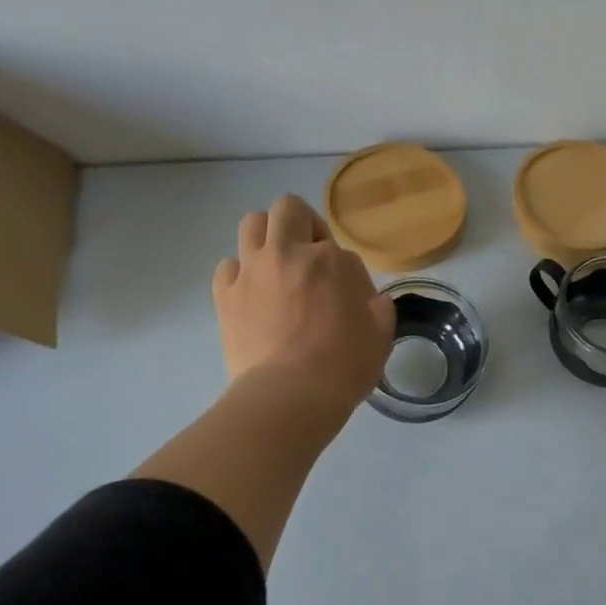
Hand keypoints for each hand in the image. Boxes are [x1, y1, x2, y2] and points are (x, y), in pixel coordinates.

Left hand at [213, 194, 394, 417]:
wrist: (289, 396)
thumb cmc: (344, 366)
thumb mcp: (380, 336)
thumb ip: (379, 308)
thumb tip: (370, 300)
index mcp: (331, 261)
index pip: (340, 250)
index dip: (346, 273)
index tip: (347, 299)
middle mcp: (288, 253)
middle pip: (290, 209)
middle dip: (303, 225)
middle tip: (310, 257)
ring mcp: (252, 271)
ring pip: (252, 223)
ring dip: (267, 237)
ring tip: (277, 267)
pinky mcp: (225, 294)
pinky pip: (228, 265)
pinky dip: (241, 273)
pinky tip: (253, 295)